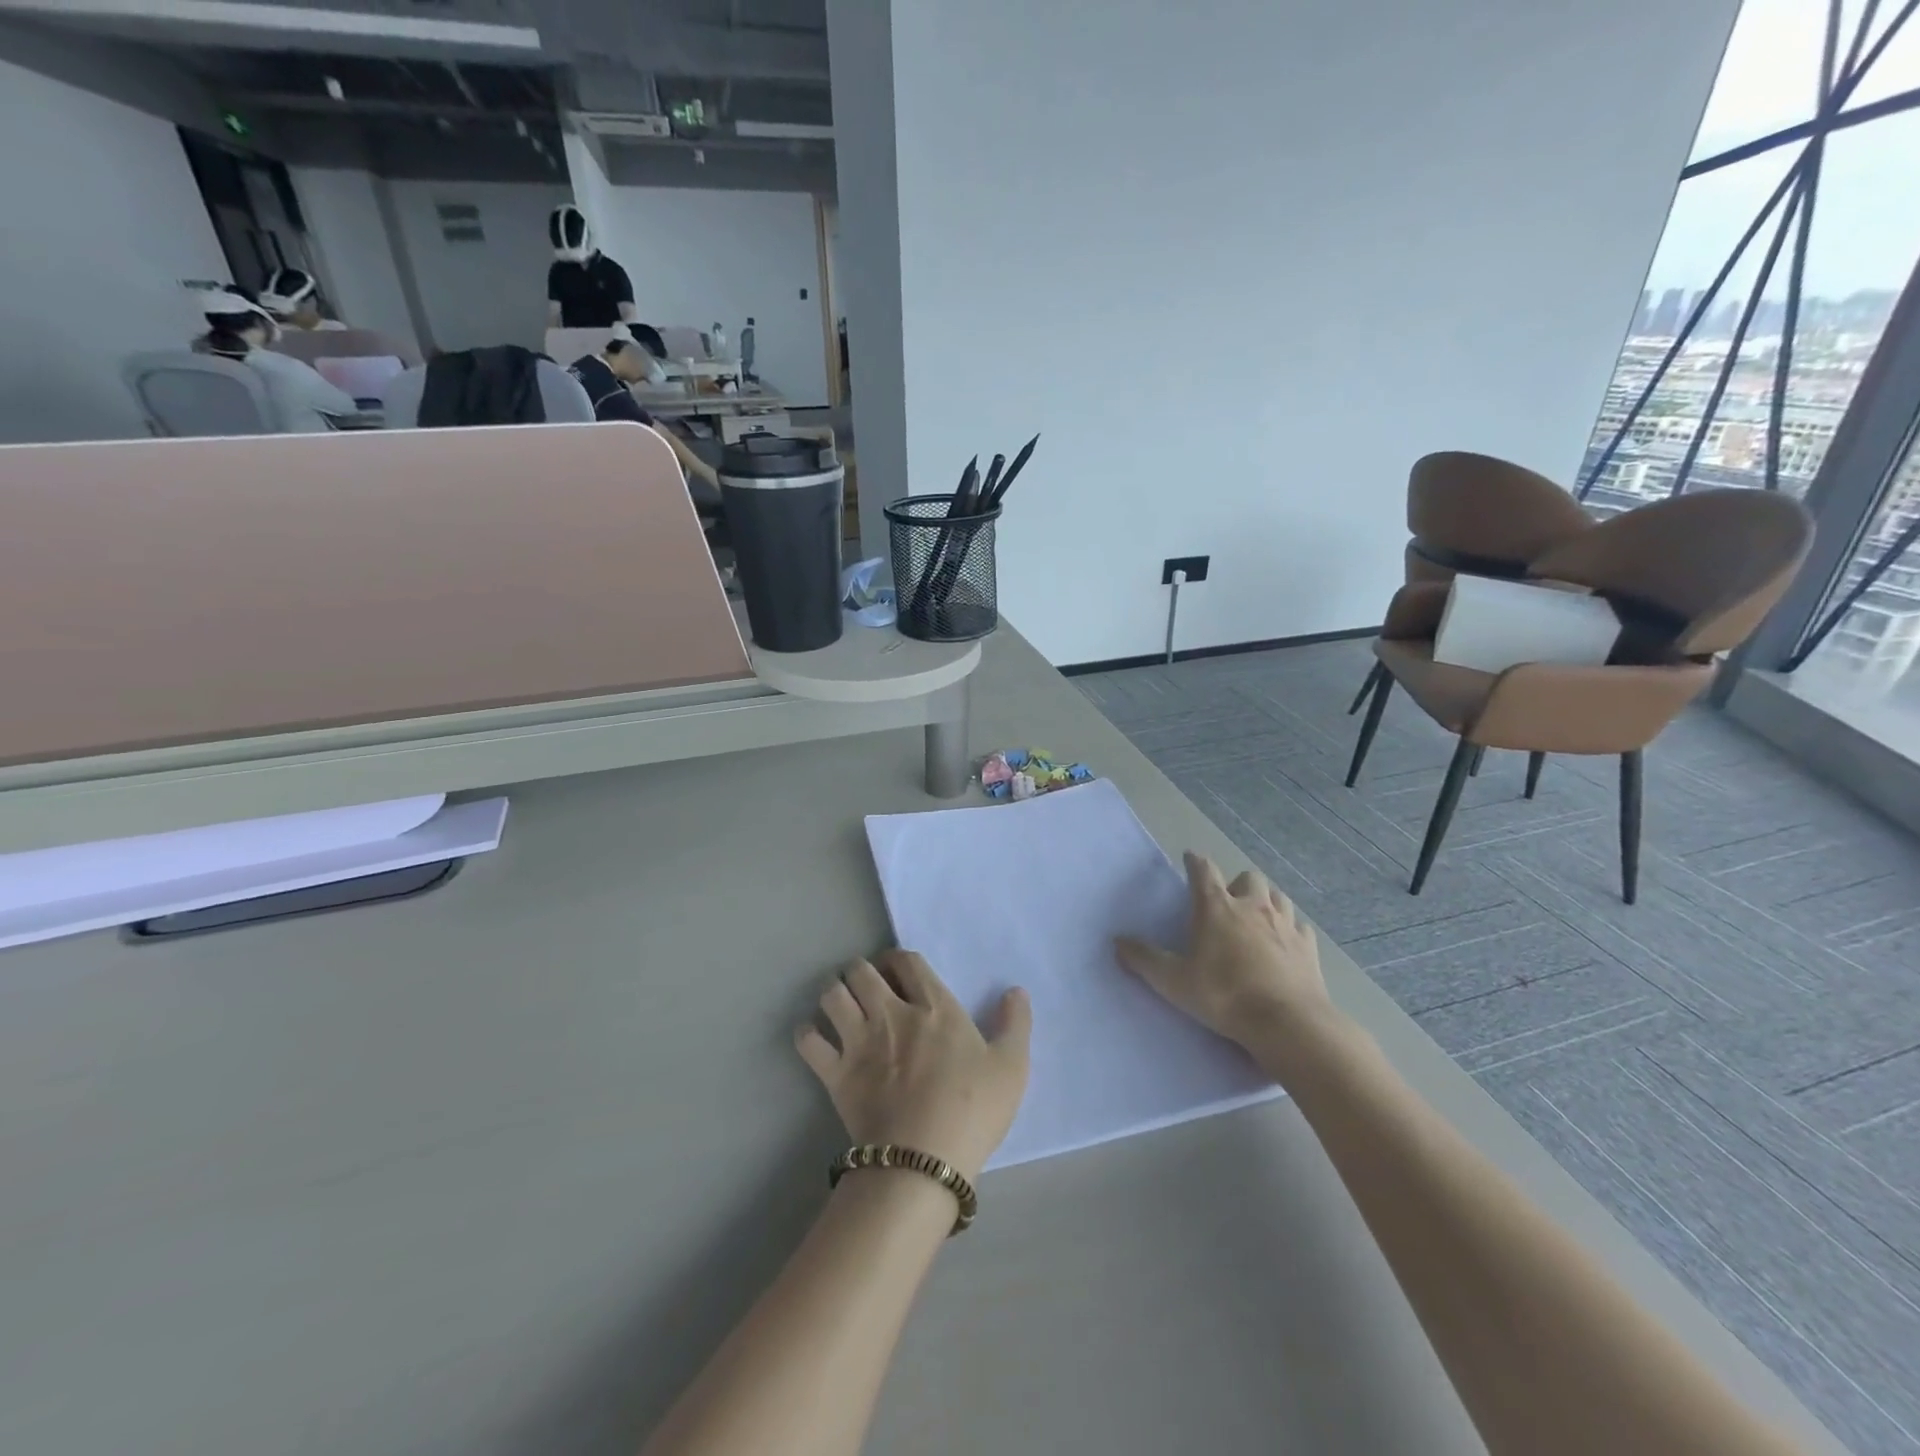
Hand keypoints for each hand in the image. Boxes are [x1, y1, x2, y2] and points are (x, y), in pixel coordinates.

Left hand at [795, 950, 1030, 1182]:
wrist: (924, 1161)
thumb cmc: (973, 1110)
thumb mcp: (1012, 1067)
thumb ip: (1015, 1024)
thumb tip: (1016, 991)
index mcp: (933, 1006)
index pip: (906, 961)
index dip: (898, 960)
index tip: (900, 972)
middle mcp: (891, 1012)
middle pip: (862, 970)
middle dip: (862, 971)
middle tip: (870, 989)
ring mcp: (859, 1041)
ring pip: (832, 995)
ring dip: (835, 994)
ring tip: (843, 1007)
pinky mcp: (835, 1073)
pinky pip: (808, 1040)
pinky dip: (808, 1034)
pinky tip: (818, 1039)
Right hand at [1115, 852, 1332, 1052]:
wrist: (1287, 1023)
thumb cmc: (1225, 995)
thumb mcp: (1174, 981)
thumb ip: (1144, 959)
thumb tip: (1118, 941)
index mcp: (1217, 907)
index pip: (1204, 870)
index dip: (1195, 862)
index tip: (1190, 858)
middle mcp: (1253, 906)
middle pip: (1248, 877)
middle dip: (1236, 883)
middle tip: (1227, 901)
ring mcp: (1285, 924)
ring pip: (1277, 896)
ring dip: (1265, 900)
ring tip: (1256, 917)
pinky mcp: (1308, 947)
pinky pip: (1299, 926)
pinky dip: (1290, 929)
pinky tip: (1284, 942)